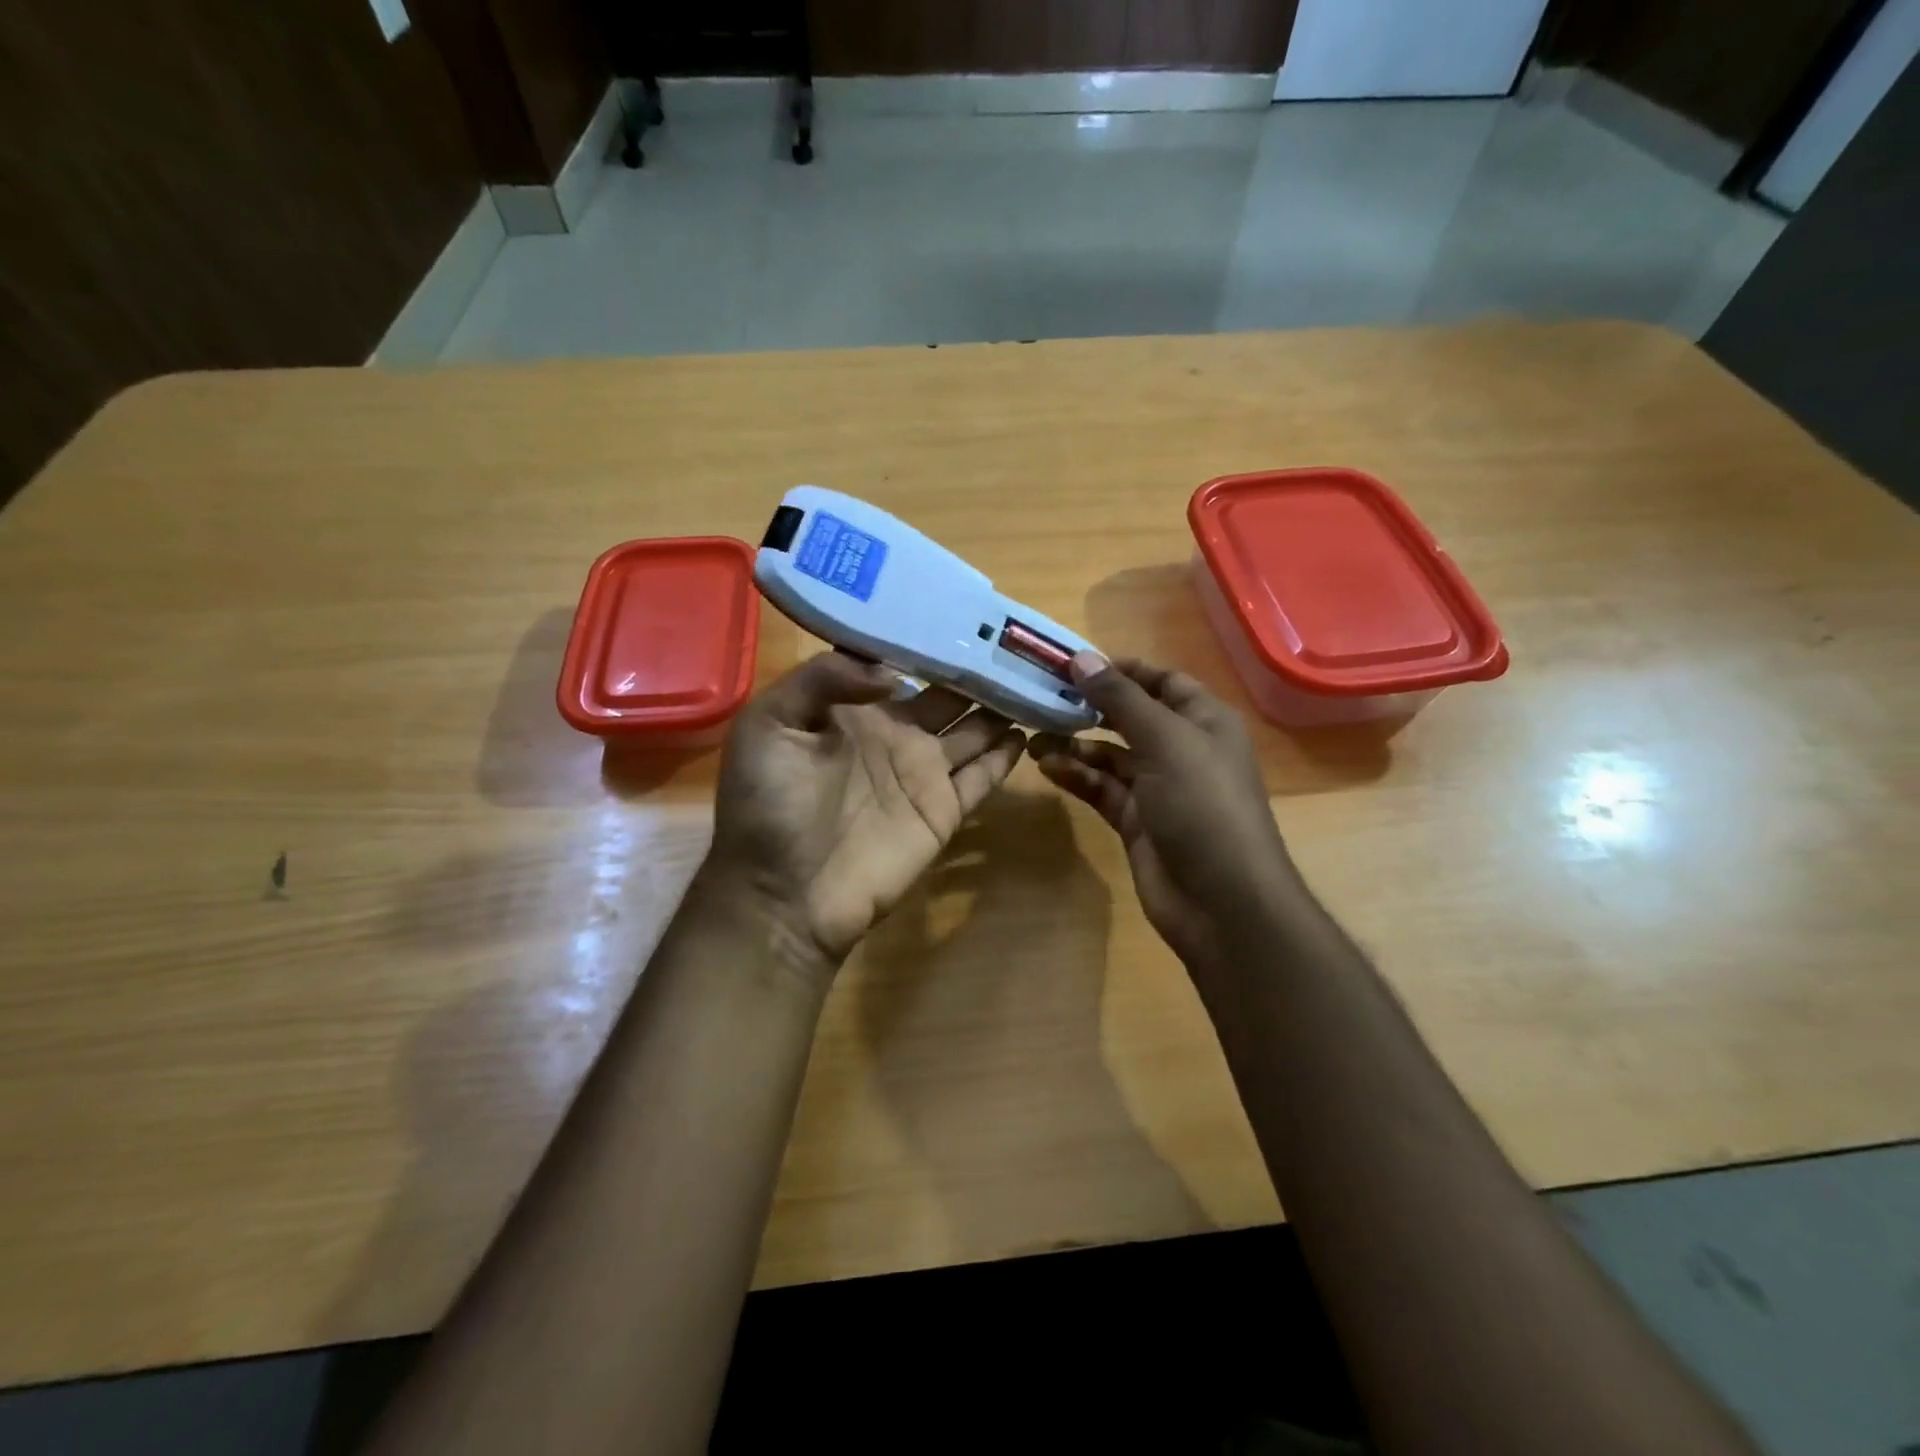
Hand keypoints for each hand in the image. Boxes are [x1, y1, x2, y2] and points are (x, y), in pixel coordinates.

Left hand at [706, 652, 1027, 983]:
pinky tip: (1030, 728)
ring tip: (1037, 676)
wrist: (784, 894)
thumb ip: (823, 680)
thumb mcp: (769, 724)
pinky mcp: (944, 811)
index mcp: (854, 709)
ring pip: (974, 730)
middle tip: (1015, 639)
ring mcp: (923, 774)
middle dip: (977, 668)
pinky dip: (1006, 755)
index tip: (960, 610)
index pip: (899, 663)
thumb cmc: (767, 805)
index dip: (927, 639)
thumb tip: (893, 671)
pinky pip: (983, 777)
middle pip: (948, 694)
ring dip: (1001, 706)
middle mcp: (896, 734)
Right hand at [1033, 653, 1296, 971]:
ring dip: (1075, 744)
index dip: (1121, 670)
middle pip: (1130, 717)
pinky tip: (1047, 768)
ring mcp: (1158, 788)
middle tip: (1042, 696)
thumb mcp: (1164, 740)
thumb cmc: (1202, 804)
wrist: (1221, 900)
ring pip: (1110, 755)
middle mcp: (1182, 749)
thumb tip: (1082, 658)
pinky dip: (1077, 776)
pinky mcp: (1136, 821)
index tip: (1073, 664)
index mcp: (1203, 721)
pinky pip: (1102, 788)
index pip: (1161, 681)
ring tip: (1033, 736)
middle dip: (1089, 707)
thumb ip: (1121, 699)